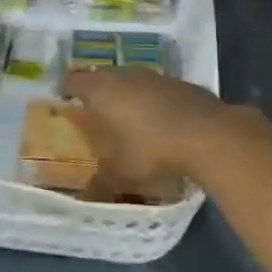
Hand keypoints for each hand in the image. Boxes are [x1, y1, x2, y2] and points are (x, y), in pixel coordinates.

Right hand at [62, 67, 271, 191]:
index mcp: (101, 91)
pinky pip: (156, 87)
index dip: (66, 90)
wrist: (207, 134)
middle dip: (96, 90)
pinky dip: (152, 99)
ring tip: (125, 114)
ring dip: (125, 92)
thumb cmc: (152, 150)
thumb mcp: (122, 174)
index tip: (64, 101)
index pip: (74, 81)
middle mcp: (124, 75)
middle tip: (93, 110)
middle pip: (102, 76)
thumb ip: (101, 183)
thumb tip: (85, 196)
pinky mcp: (179, 82)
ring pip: (130, 79)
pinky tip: (158, 119)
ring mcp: (154, 75)